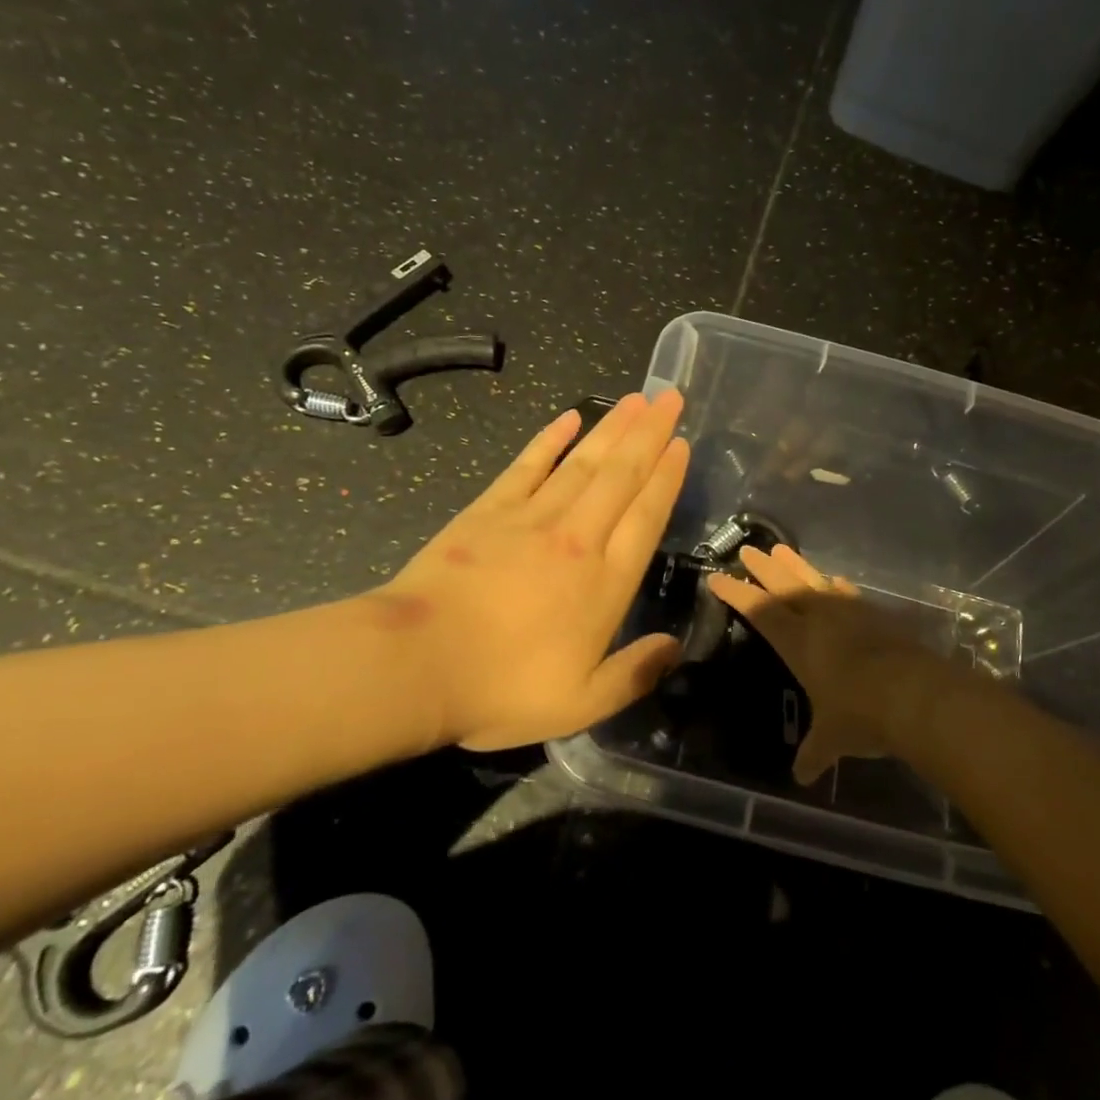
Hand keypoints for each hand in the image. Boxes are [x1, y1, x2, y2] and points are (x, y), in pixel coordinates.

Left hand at [367, 391, 689, 751]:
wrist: (417, 664)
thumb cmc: (503, 688)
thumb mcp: (582, 703)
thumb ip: (635, 674)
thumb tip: (675, 648)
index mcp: (606, 582)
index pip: (647, 515)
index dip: (668, 476)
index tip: (682, 443)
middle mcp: (579, 538)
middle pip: (622, 475)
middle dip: (650, 433)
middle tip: (670, 396)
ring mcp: (532, 518)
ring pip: (584, 462)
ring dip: (613, 427)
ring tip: (636, 398)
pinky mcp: (489, 510)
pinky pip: (529, 464)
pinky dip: (551, 439)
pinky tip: (570, 418)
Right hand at [708, 544, 952, 783]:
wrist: (917, 695)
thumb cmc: (860, 715)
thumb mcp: (831, 739)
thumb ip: (814, 752)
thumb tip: (801, 777)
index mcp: (798, 642)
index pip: (759, 611)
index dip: (736, 594)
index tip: (716, 577)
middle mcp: (820, 619)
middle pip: (784, 586)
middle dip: (763, 569)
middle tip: (747, 549)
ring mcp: (850, 613)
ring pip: (815, 581)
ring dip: (796, 565)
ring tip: (781, 550)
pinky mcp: (877, 616)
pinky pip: (849, 595)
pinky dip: (837, 586)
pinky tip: (835, 581)